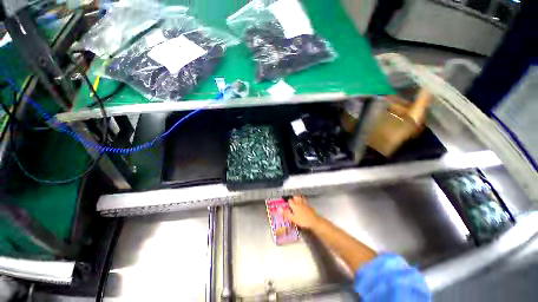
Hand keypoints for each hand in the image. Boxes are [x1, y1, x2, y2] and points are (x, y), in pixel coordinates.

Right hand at [283, 196, 319, 228]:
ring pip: (300, 198)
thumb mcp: (293, 219)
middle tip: (292, 202)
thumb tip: (279, 209)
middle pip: (295, 197)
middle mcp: (299, 202)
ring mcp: (305, 203)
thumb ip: (286, 213)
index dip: (288, 202)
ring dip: (298, 198)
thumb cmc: (302, 221)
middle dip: (293, 198)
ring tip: (297, 202)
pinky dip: (303, 202)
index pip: (290, 200)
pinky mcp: (309, 206)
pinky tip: (303, 206)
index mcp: (294, 205)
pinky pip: (305, 201)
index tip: (287, 204)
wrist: (314, 221)